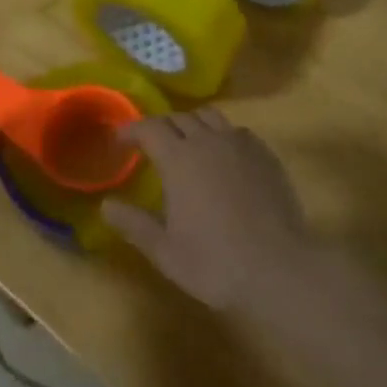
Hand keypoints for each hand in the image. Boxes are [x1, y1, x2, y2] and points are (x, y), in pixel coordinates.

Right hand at [101, 108, 313, 312]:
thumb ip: (133, 223)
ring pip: (211, 117)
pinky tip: (223, 159)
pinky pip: (238, 132)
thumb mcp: (164, 250)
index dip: (132, 130)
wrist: (279, 269)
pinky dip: (222, 136)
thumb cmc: (214, 262)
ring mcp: (241, 145)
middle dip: (161, 126)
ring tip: (188, 145)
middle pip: (180, 117)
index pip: (150, 127)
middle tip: (152, 145)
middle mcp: (209, 141)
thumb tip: (106, 205)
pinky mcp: (266, 156)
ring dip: (193, 124)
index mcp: (179, 158)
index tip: (120, 140)